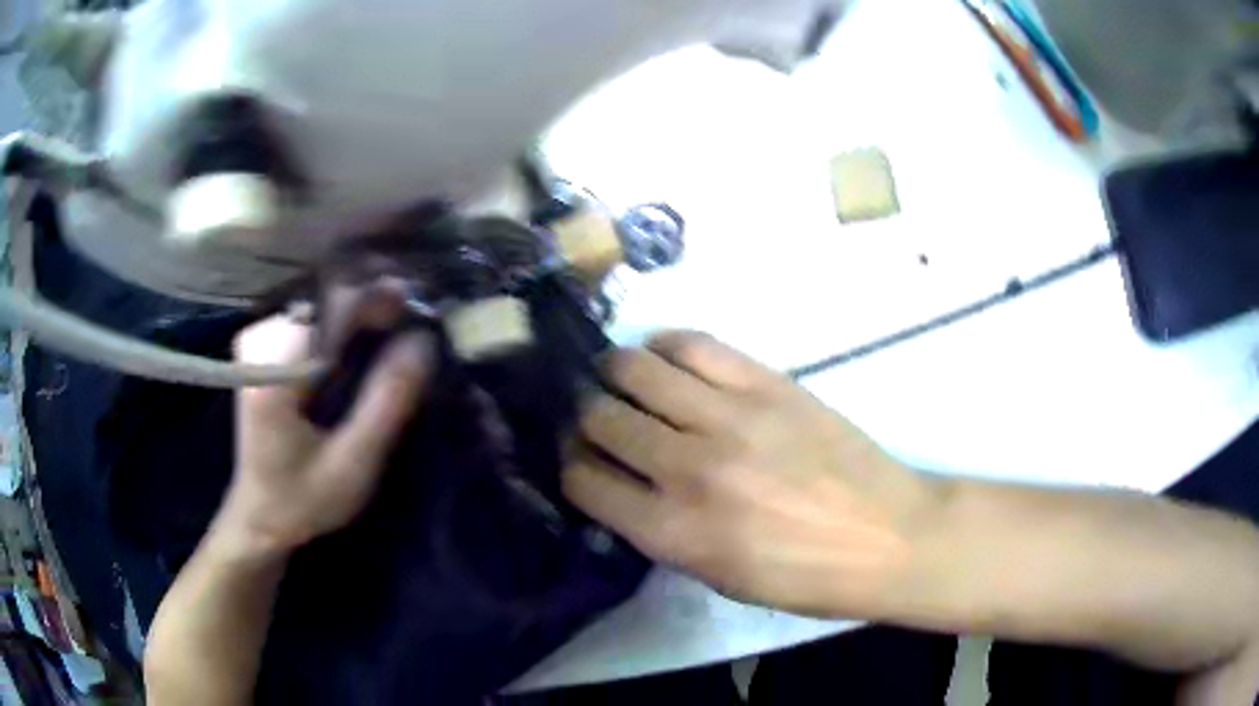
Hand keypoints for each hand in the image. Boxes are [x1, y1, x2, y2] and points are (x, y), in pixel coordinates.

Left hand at [217, 314, 433, 556]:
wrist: (260, 516)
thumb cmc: (304, 498)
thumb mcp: (353, 463)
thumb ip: (387, 402)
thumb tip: (423, 341)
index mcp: (273, 370)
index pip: (332, 306)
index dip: (379, 299)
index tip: (418, 305)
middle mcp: (260, 341)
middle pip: (327, 299)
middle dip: (372, 307)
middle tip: (413, 324)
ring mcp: (258, 340)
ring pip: (321, 306)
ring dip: (359, 316)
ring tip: (394, 331)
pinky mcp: (262, 347)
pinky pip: (311, 320)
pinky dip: (341, 327)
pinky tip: (362, 345)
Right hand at [563, 331, 943, 617]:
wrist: (887, 536)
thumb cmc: (803, 575)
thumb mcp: (717, 578)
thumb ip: (660, 531)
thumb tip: (621, 484)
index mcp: (675, 532)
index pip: (584, 480)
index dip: (572, 466)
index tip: (581, 460)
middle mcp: (689, 468)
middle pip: (600, 418)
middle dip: (586, 418)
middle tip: (598, 418)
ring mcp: (730, 417)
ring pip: (634, 369)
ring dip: (614, 373)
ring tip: (621, 380)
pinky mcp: (766, 382)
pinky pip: (692, 344)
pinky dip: (664, 347)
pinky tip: (665, 359)